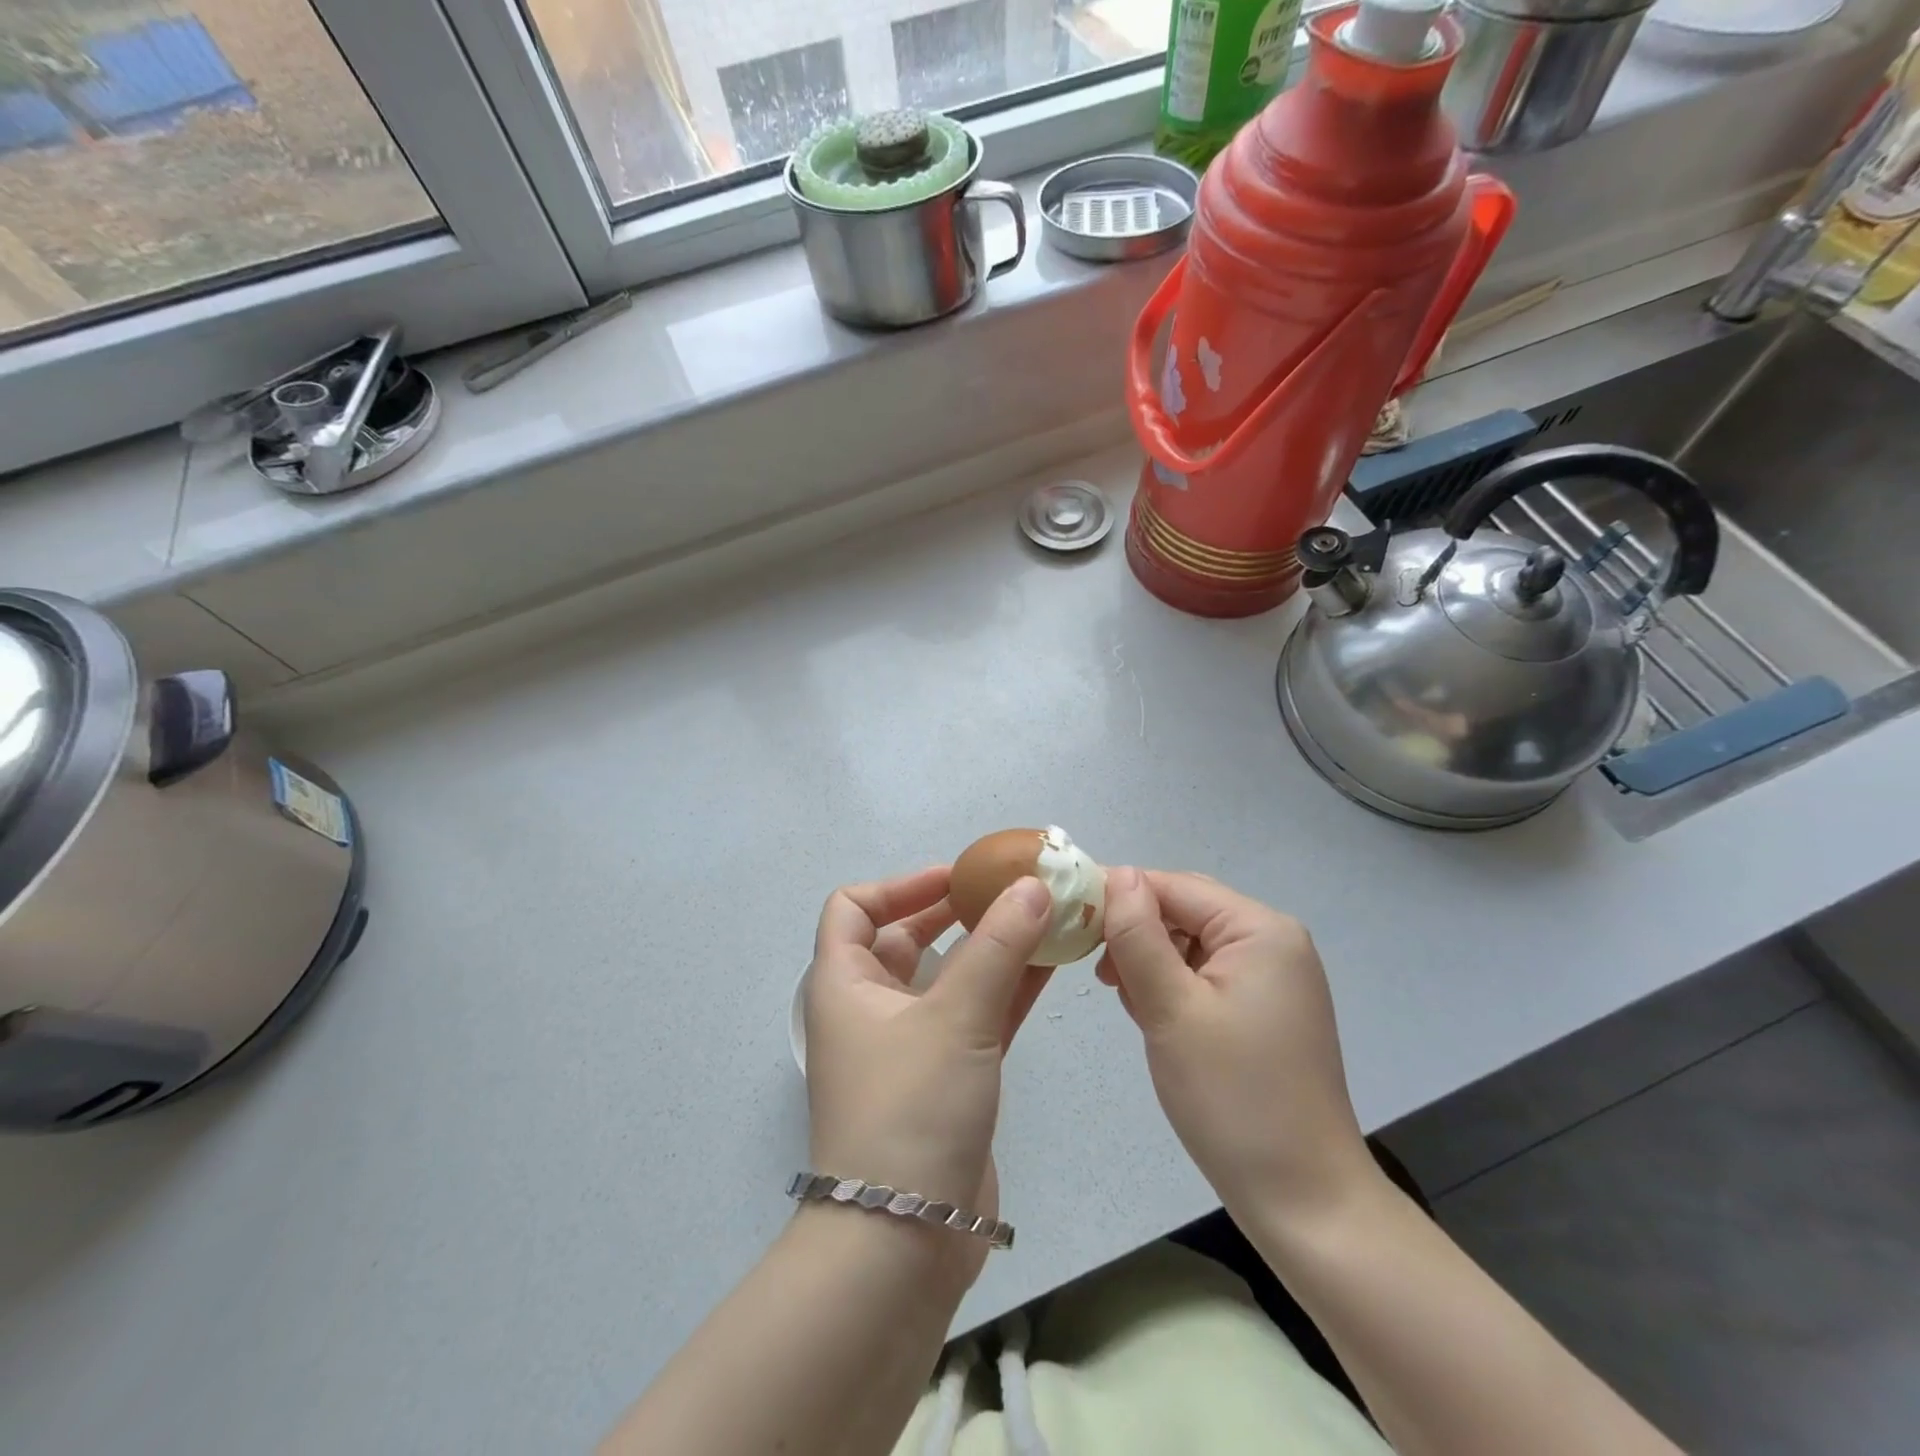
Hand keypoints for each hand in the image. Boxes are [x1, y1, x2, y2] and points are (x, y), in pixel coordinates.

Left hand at [803, 867, 1053, 1281]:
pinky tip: (1052, 964)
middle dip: (956, 910)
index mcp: (846, 983)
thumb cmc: (910, 1109)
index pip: (853, 908)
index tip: (956, 877)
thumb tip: (1034, 884)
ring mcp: (911, 1044)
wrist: (903, 1243)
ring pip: (950, 976)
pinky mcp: (947, 1076)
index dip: (900, 884)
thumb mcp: (956, 1018)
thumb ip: (999, 946)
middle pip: (906, 937)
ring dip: (992, 947)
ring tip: (1042, 917)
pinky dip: (1008, 988)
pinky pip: (976, 1014)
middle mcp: (872, 1007)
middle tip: (1009, 891)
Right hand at [1097, 868, 1377, 1218]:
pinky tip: (1153, 1015)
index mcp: (1261, 930)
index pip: (1174, 886)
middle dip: (1137, 932)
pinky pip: (1206, 974)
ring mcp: (1273, 977)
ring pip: (1192, 942)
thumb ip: (1139, 936)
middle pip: (1185, 910)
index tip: (1071, 923)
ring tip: (1125, 999)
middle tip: (1099, 971)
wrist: (1303, 1200)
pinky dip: (1173, 985)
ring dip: (1151, 961)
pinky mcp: (1265, 1009)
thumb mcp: (1171, 1009)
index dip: (1120, 897)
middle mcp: (1273, 942)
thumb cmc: (1233, 1098)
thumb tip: (1119, 875)